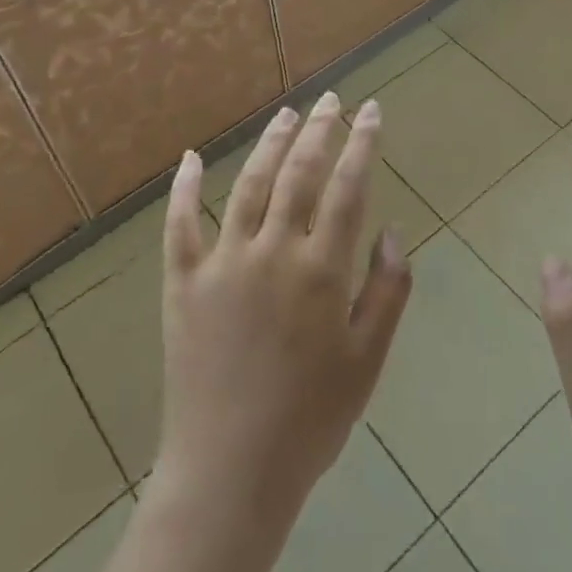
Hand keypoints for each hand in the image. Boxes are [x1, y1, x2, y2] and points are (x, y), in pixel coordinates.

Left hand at [151, 93, 411, 526]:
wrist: (230, 472)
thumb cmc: (310, 419)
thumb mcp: (368, 361)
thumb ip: (387, 291)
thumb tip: (392, 233)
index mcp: (321, 271)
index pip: (347, 188)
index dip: (361, 144)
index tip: (370, 111)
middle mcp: (272, 252)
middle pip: (298, 173)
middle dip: (319, 130)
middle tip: (331, 99)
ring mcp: (222, 262)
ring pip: (248, 184)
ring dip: (270, 144)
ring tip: (288, 115)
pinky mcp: (183, 282)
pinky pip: (179, 224)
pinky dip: (184, 188)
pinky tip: (191, 158)